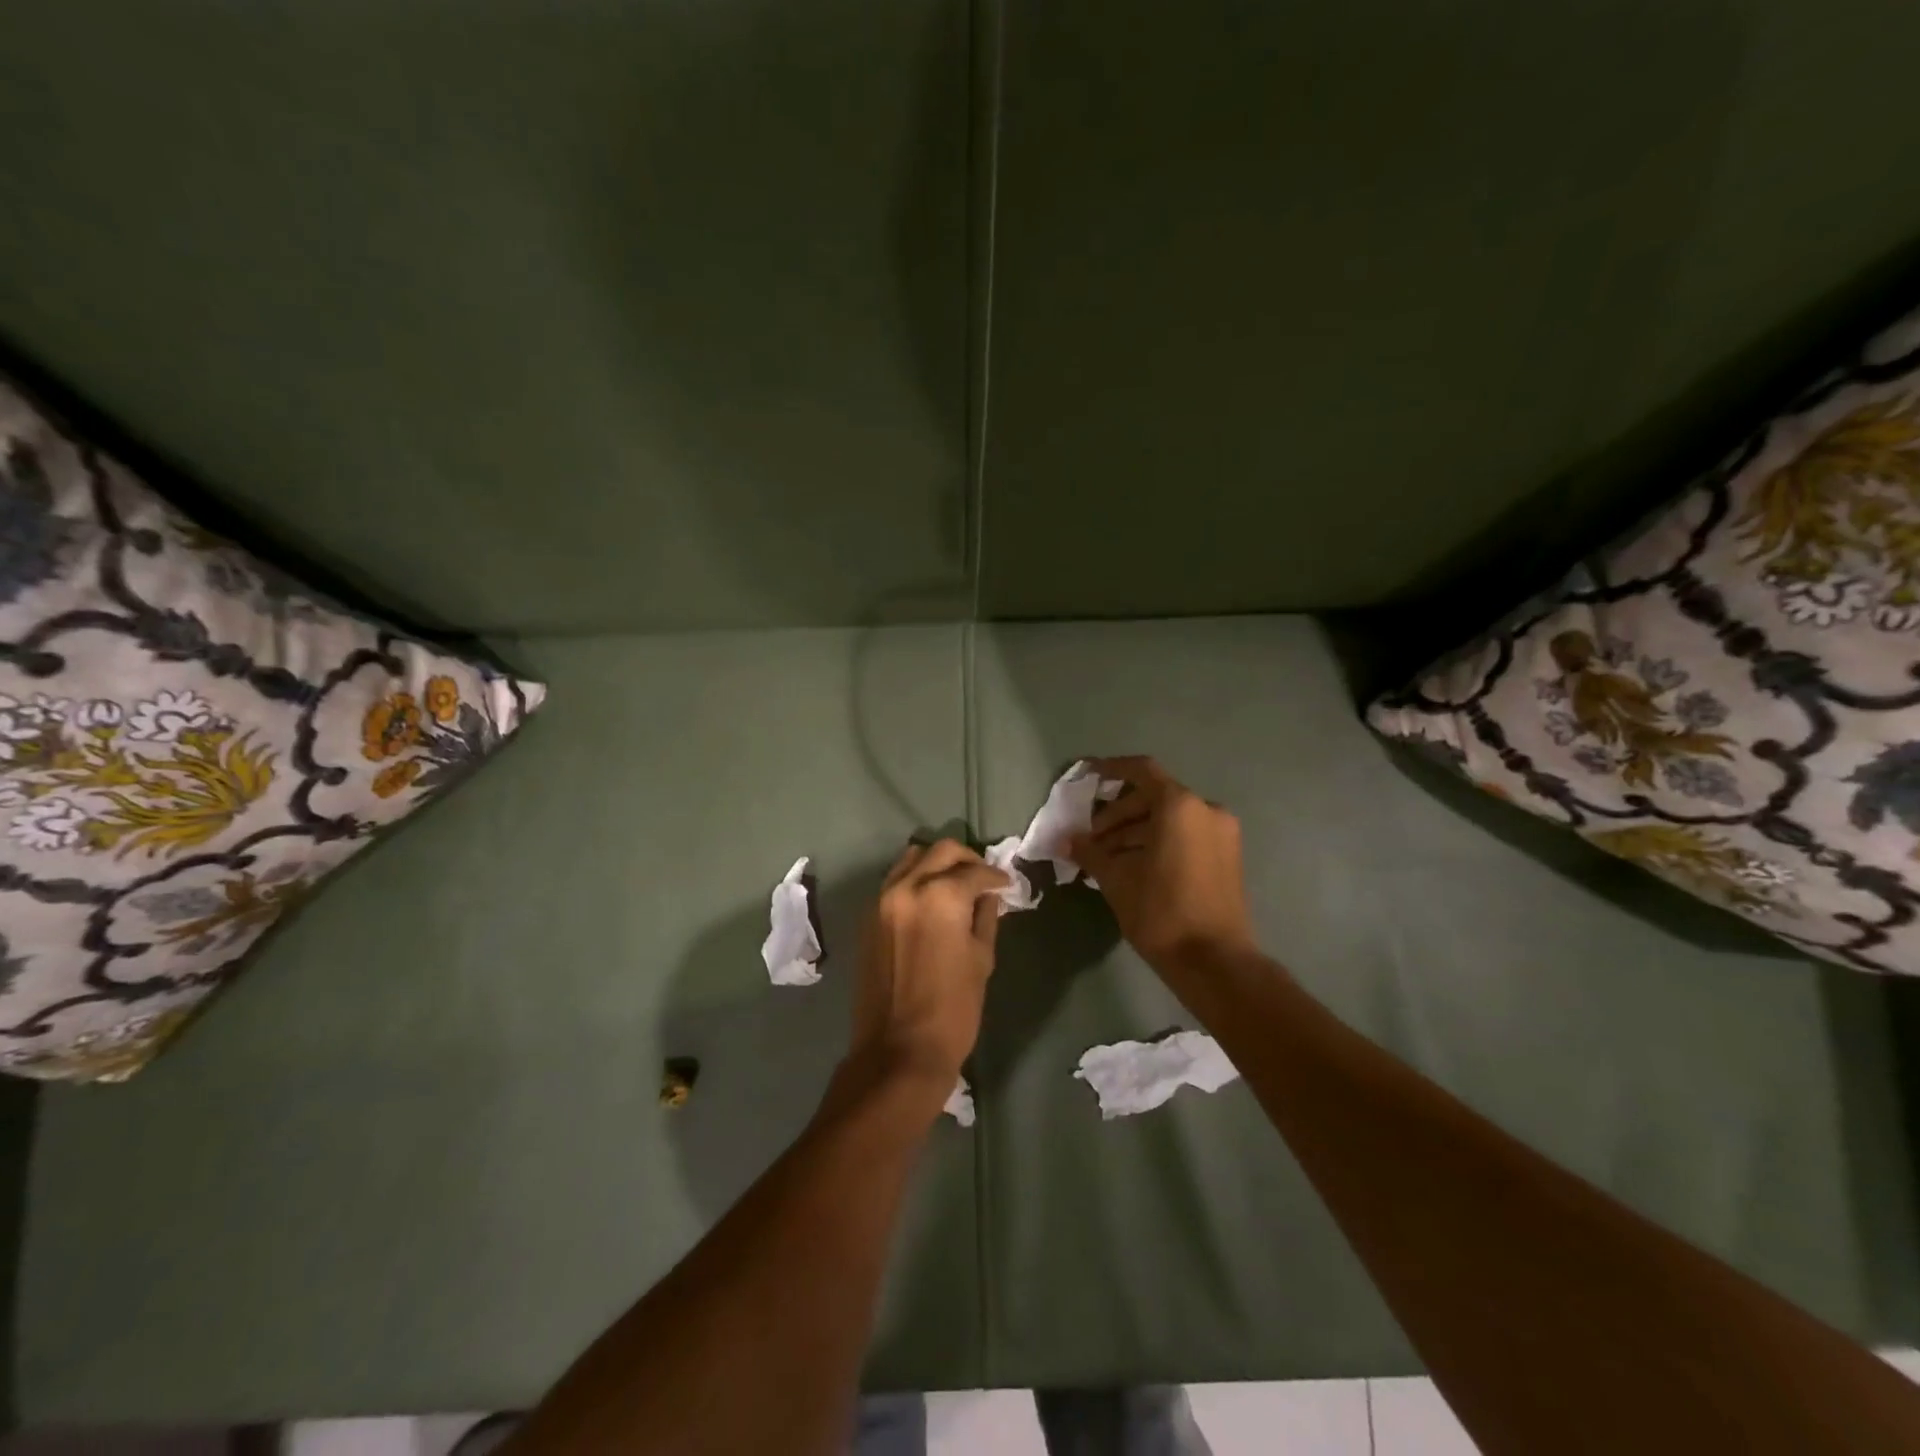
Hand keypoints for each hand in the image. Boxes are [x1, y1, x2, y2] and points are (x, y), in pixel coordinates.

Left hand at [846, 839, 1008, 1097]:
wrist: (899, 1050)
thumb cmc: (952, 1009)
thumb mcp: (981, 960)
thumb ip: (985, 918)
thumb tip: (988, 896)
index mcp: (941, 896)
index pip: (974, 870)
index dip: (995, 876)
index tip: (1007, 885)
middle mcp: (908, 886)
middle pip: (941, 851)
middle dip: (967, 859)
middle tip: (983, 878)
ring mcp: (882, 900)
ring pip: (912, 859)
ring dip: (937, 864)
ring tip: (955, 885)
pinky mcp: (869, 917)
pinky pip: (894, 881)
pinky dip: (915, 880)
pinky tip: (931, 902)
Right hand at [1071, 756, 1255, 974]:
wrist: (1214, 961)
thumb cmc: (1161, 912)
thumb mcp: (1116, 879)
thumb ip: (1090, 852)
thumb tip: (1067, 840)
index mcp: (1180, 806)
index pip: (1141, 771)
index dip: (1111, 769)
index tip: (1087, 777)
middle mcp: (1206, 810)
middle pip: (1154, 797)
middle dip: (1118, 814)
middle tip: (1091, 838)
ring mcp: (1222, 833)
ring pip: (1169, 819)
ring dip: (1136, 831)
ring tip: (1106, 857)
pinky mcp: (1227, 856)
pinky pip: (1186, 835)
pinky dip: (1158, 842)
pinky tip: (1133, 866)